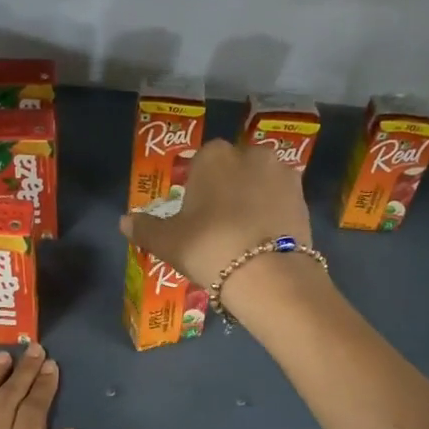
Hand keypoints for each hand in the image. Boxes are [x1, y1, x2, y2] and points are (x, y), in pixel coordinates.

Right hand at [118, 139, 313, 299]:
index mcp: (214, 155)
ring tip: (243, 236)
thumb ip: (145, 228)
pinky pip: (279, 202)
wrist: (269, 274)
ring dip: (251, 201)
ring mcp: (282, 174)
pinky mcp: (303, 198)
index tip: (194, 216)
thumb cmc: (210, 247)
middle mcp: (251, 154)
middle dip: (226, 190)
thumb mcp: (168, 242)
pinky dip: (271, 216)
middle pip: (232, 170)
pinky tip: (262, 242)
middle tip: (217, 227)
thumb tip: (124, 221)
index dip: (196, 189)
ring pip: (258, 184)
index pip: (200, 163)